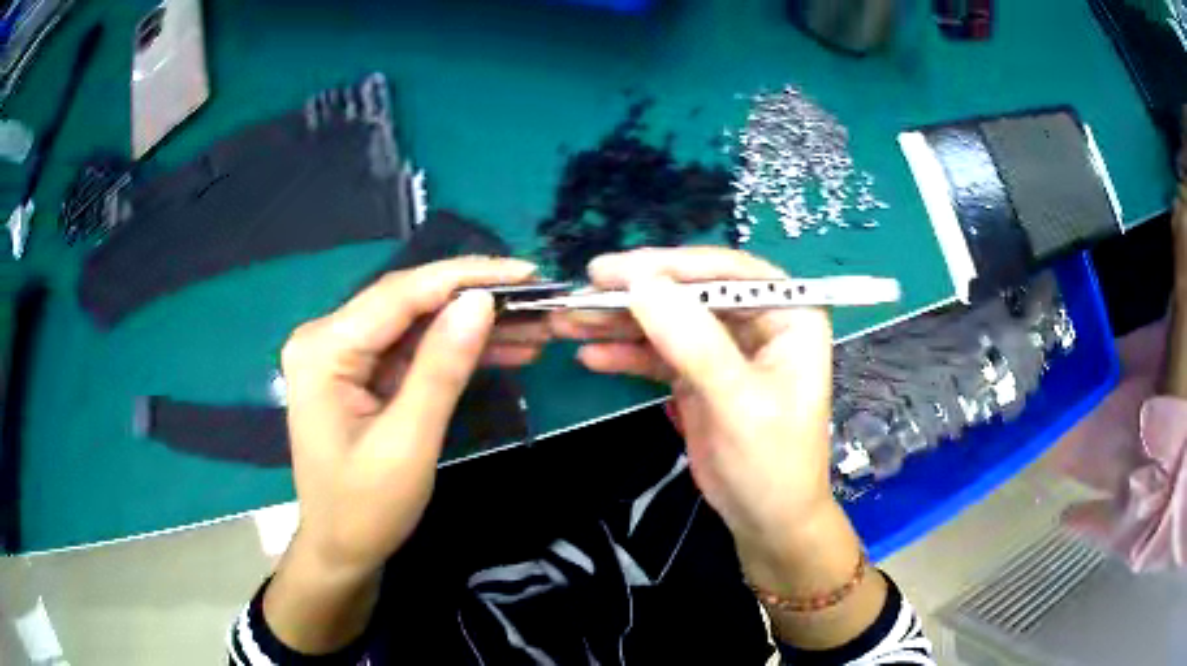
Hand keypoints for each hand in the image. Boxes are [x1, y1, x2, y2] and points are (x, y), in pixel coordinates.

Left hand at [280, 256, 541, 578]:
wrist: (341, 550)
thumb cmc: (366, 508)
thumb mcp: (409, 442)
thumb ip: (442, 368)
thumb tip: (481, 301)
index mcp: (324, 349)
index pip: (401, 293)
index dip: (466, 277)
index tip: (526, 273)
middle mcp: (327, 338)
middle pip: (410, 302)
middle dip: (475, 301)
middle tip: (539, 301)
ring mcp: (342, 355)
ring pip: (417, 325)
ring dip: (473, 327)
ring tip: (534, 328)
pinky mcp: (360, 373)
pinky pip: (413, 351)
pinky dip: (455, 351)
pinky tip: (503, 351)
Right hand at [551, 247, 836, 559]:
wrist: (766, 520)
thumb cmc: (771, 462)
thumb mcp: (737, 402)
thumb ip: (693, 342)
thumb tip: (642, 284)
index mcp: (789, 314)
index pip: (727, 273)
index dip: (670, 266)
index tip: (615, 272)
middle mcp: (757, 320)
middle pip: (690, 292)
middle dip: (636, 295)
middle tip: (582, 292)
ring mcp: (725, 347)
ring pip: (668, 320)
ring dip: (620, 322)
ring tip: (569, 322)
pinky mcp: (699, 373)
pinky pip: (659, 353)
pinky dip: (626, 353)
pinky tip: (592, 355)